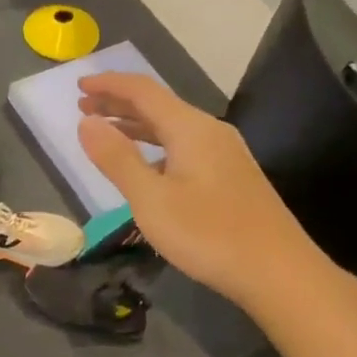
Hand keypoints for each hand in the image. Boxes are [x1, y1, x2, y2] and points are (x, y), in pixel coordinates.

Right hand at [76, 72, 313, 307]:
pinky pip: (184, 147)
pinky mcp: (230, 177)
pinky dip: (155, 147)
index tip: (78, 85)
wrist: (278, 272)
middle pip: (158, 105)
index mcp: (191, 128)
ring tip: (105, 131)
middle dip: (118, 103)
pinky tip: (145, 166)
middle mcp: (210, 132)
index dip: (108, 84)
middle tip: (83, 106)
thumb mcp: (151, 199)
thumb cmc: (209, 235)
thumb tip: (86, 123)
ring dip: (136, 125)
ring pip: (172, 128)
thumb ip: (117, 158)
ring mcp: (225, 154)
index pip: (143, 91)